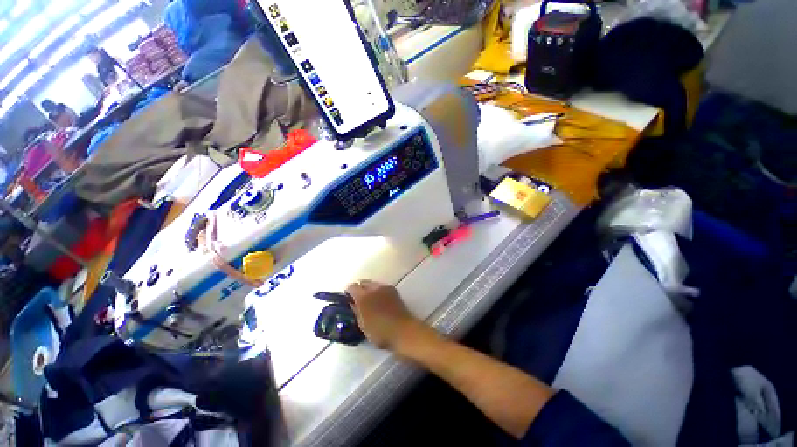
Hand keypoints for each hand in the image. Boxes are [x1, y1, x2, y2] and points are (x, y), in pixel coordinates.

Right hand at [346, 280, 421, 349]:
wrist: (403, 330)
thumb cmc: (380, 332)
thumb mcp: (362, 325)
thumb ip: (356, 311)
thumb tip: (352, 303)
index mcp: (363, 297)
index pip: (352, 287)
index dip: (348, 292)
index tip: (347, 298)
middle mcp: (373, 288)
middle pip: (362, 282)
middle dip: (358, 288)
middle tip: (357, 299)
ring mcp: (385, 287)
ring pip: (372, 284)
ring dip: (368, 289)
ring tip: (369, 300)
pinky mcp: (393, 290)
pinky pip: (381, 286)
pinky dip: (377, 290)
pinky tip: (379, 300)